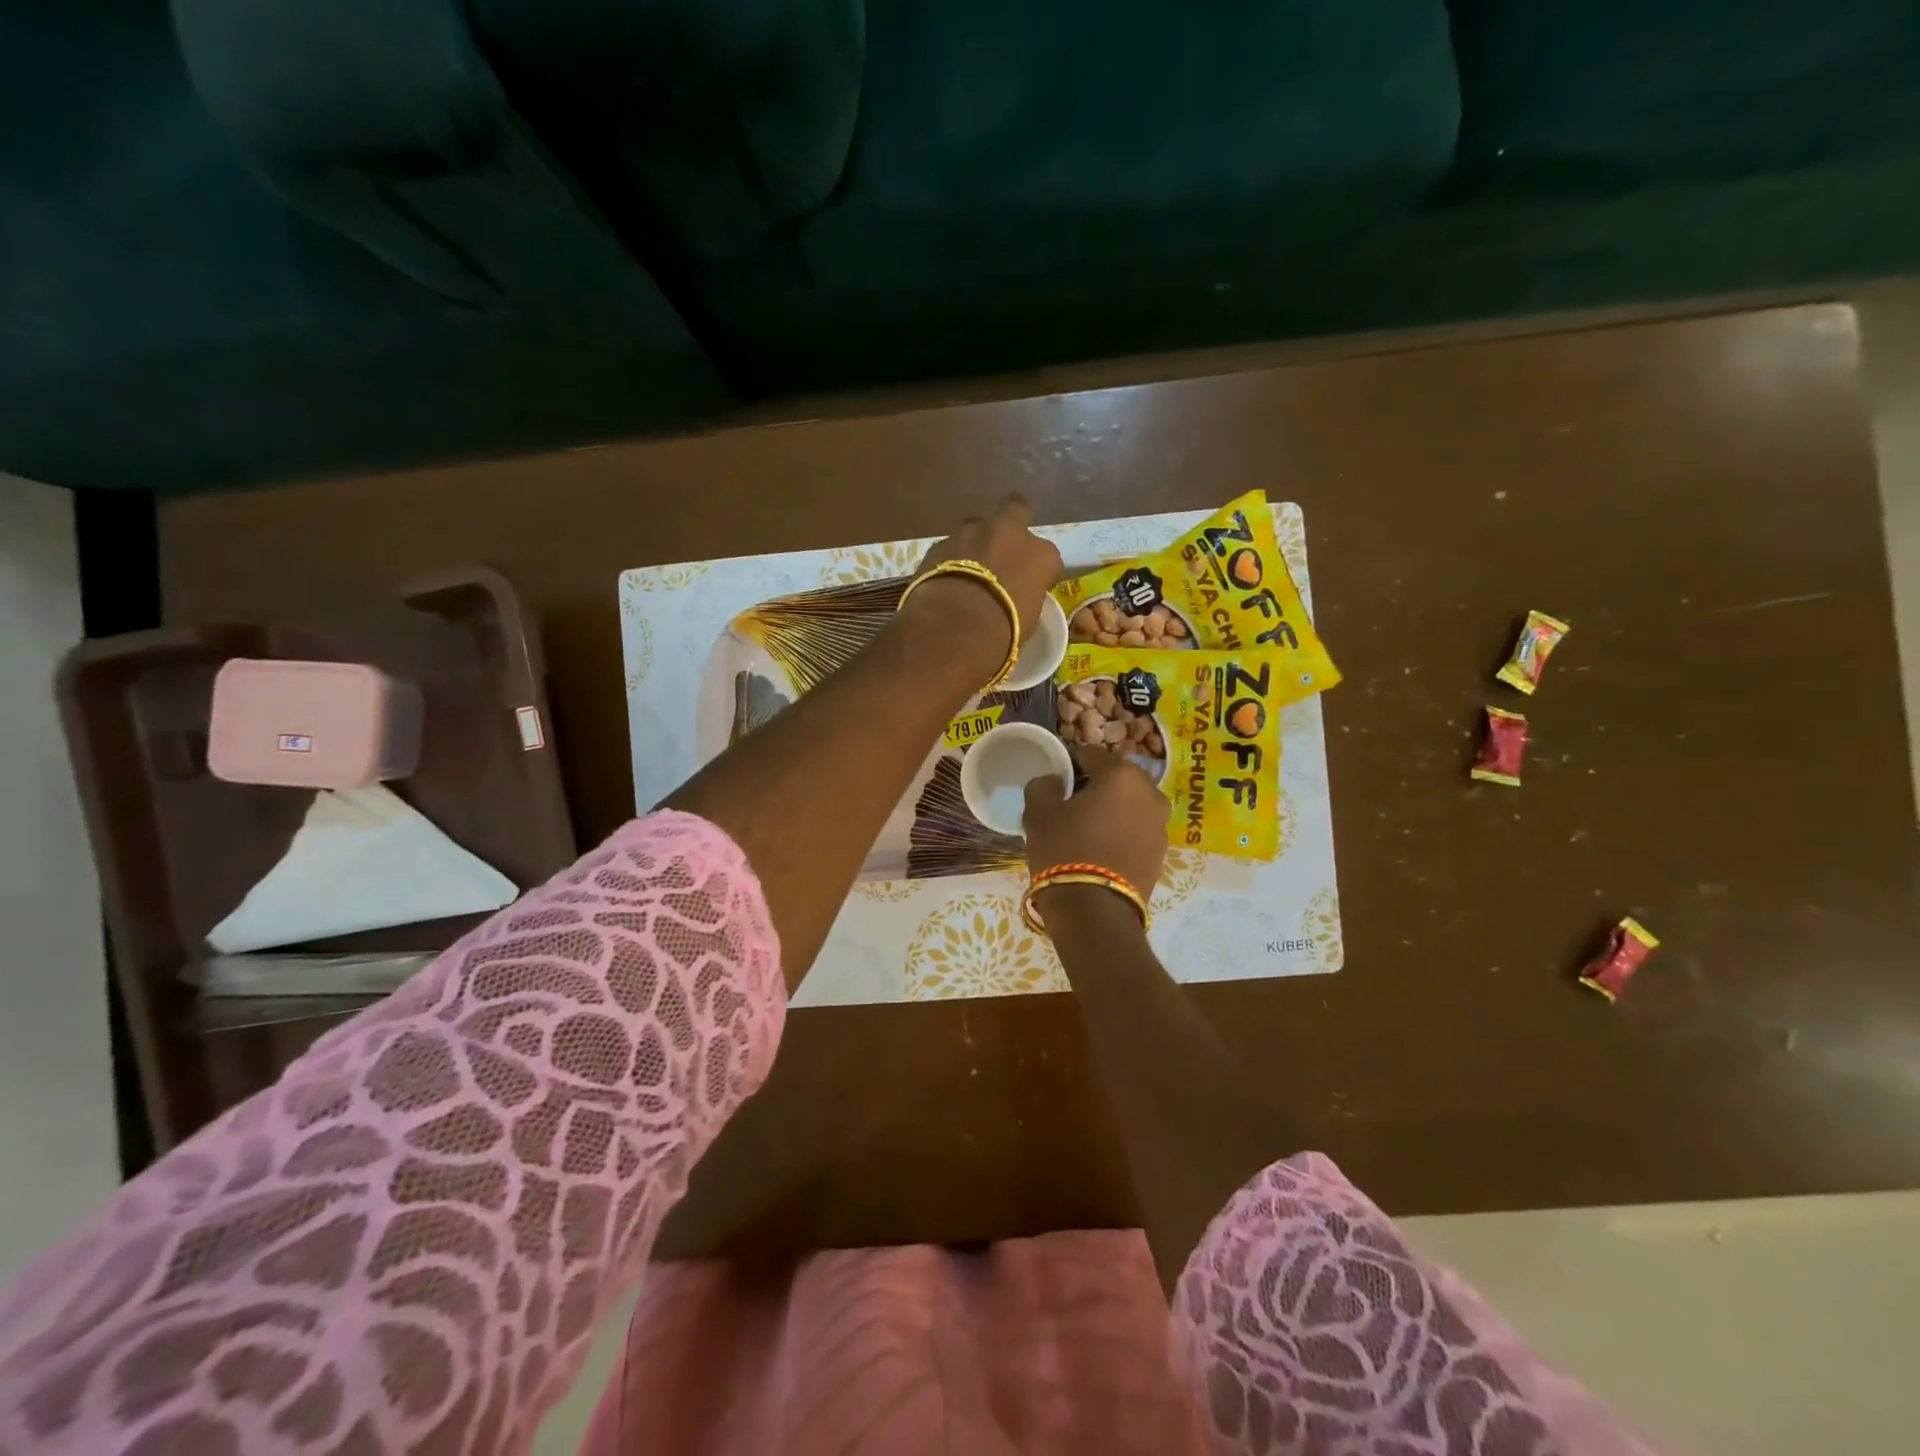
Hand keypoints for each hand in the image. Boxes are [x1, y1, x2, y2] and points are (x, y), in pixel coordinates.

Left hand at [905, 496, 1063, 681]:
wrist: (956, 626)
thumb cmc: (1004, 630)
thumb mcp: (1028, 618)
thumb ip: (1025, 595)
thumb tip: (1016, 596)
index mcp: (1042, 554)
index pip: (1047, 556)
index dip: (1037, 569)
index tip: (1029, 584)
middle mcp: (1010, 532)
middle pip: (1016, 510)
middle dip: (1011, 523)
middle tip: (1002, 548)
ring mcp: (972, 531)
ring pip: (977, 526)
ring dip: (975, 542)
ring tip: (967, 569)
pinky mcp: (940, 542)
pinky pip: (950, 546)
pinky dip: (950, 558)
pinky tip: (945, 579)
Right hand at [1023, 746, 1169, 897]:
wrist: (1095, 912)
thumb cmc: (1065, 850)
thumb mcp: (1038, 813)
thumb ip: (1043, 785)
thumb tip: (1053, 781)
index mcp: (1122, 775)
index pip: (1090, 754)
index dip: (1069, 763)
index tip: (1054, 781)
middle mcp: (1150, 793)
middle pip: (1116, 778)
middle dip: (1094, 785)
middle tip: (1068, 805)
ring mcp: (1161, 825)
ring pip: (1129, 804)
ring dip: (1110, 809)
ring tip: (1084, 830)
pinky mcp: (1162, 853)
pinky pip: (1136, 830)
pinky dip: (1120, 832)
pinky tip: (1099, 849)